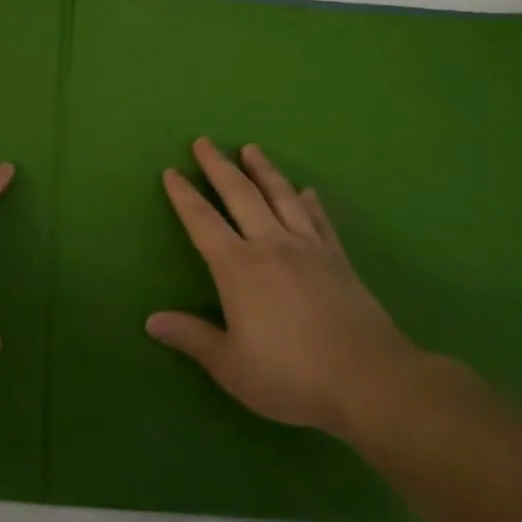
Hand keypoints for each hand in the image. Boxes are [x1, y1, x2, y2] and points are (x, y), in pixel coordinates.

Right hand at [148, 138, 417, 436]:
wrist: (370, 381)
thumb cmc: (291, 375)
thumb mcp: (230, 366)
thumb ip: (192, 337)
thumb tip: (151, 321)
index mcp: (238, 267)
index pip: (202, 221)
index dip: (184, 196)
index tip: (171, 171)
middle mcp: (271, 246)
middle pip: (240, 195)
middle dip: (218, 166)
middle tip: (204, 141)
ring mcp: (309, 249)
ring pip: (281, 197)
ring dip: (264, 170)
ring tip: (251, 148)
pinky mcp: (339, 260)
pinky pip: (319, 221)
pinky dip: (310, 202)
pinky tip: (307, 191)